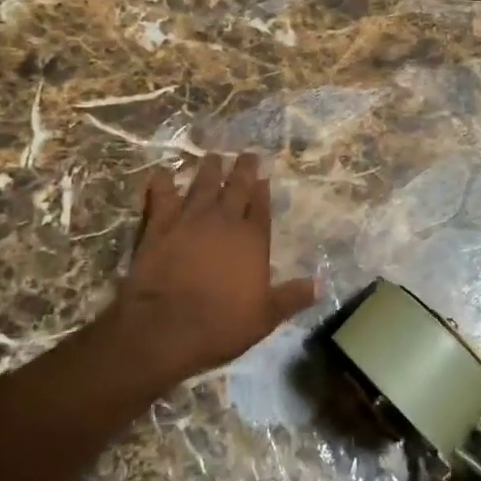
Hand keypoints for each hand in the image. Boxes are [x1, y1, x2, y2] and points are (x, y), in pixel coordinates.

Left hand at [107, 152, 315, 383]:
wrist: (165, 327)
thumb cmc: (221, 324)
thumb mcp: (266, 317)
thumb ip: (292, 297)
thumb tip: (321, 285)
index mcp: (252, 239)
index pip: (261, 206)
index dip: (263, 189)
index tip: (264, 175)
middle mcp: (224, 220)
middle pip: (237, 186)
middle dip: (243, 168)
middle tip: (247, 153)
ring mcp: (190, 219)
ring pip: (203, 184)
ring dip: (209, 169)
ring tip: (213, 156)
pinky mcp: (159, 225)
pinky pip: (161, 196)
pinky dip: (161, 183)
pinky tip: (161, 173)